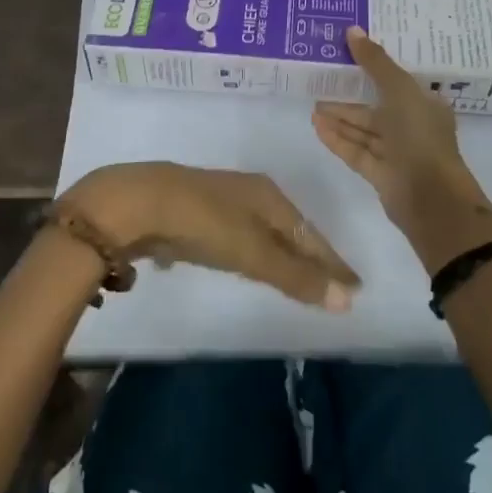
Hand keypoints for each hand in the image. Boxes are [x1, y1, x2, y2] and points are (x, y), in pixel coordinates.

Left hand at [55, 162, 360, 309]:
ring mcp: (217, 201)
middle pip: (287, 230)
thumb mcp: (252, 251)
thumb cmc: (202, 223)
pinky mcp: (191, 214)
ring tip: (291, 277)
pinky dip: (247, 253)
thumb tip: (347, 300)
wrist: (135, 203)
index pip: (310, 235)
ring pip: (259, 232)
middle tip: (330, 284)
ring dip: (277, 255)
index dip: (332, 262)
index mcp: (268, 196)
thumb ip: (295, 275)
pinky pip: (233, 237)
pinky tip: (238, 263)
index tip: (356, 286)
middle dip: (308, 257)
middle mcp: (247, 193)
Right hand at [313, 27, 491, 275]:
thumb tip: (352, 30)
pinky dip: (338, 138)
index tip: (349, 54)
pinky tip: (316, 125)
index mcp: (425, 104)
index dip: (375, 67)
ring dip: (340, 117)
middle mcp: (412, 126)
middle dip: (350, 95)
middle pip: (376, 106)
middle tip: (321, 79)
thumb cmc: (420, 136)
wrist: (431, 198)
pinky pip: (356, 150)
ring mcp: (397, 152)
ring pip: (364, 130)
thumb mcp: (399, 90)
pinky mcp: (381, 174)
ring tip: (312, 103)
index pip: (397, 81)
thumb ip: (375, 62)